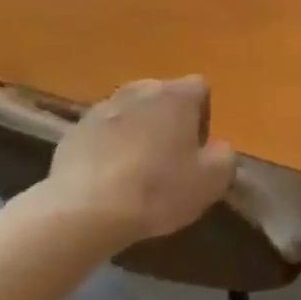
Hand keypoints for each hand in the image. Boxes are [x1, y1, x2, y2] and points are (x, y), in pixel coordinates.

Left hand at [48, 77, 235, 244]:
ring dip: (136, 133)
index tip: (196, 150)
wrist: (84, 210)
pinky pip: (102, 133)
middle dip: (168, 122)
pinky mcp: (75, 129)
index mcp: (177, 95)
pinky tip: (105, 180)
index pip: (200, 89)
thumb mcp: (211, 181)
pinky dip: (107, 148)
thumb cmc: (157, 190)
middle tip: (167, 161)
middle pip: (163, 98)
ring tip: (133, 173)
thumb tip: (218, 148)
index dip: (202, 118)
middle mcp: (141, 89)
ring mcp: (104, 106)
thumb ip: (225, 156)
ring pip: (130, 114)